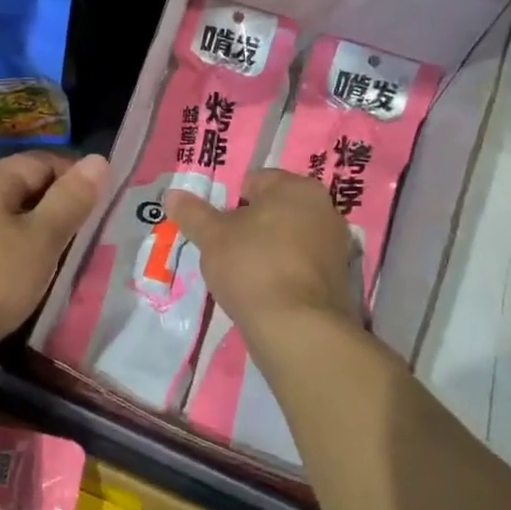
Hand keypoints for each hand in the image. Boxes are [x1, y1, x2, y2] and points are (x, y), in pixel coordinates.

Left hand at [0, 152, 108, 363]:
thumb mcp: (42, 240)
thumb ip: (71, 199)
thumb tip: (98, 160)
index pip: (41, 161)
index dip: (74, 178)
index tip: (98, 207)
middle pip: (18, 185)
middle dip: (52, 205)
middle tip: (80, 237)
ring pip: (0, 214)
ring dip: (29, 229)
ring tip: (52, 259)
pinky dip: (5, 248)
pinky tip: (13, 276)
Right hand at [164, 169, 358, 339]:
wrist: (297, 328)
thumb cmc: (253, 265)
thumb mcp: (212, 237)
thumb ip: (193, 213)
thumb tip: (172, 195)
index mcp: (298, 188)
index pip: (256, 181)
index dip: (230, 202)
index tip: (216, 226)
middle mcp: (324, 209)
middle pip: (274, 210)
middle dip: (251, 226)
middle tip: (225, 249)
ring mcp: (336, 246)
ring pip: (288, 239)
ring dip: (267, 250)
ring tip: (242, 274)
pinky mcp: (338, 281)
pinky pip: (300, 266)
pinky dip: (283, 273)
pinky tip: (264, 292)